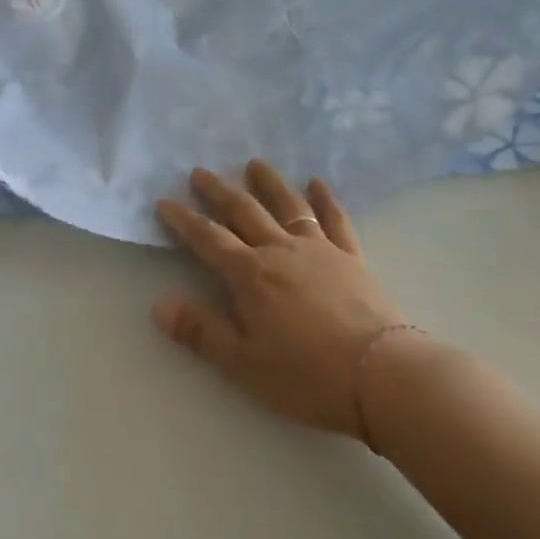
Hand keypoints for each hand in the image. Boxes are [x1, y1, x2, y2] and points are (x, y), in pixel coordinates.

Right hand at [153, 162, 409, 436]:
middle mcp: (280, 250)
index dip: (183, 220)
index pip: (208, 239)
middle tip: (200, 171)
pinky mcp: (351, 256)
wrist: (380, 372)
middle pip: (244, 212)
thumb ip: (201, 331)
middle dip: (218, 191)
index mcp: (250, 275)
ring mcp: (319, 248)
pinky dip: (324, 198)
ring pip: (287, 205)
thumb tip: (159, 303)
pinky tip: (317, 182)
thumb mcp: (245, 363)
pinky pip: (334, 219)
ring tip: (254, 163)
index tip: (163, 201)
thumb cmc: (307, 375)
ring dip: (268, 182)